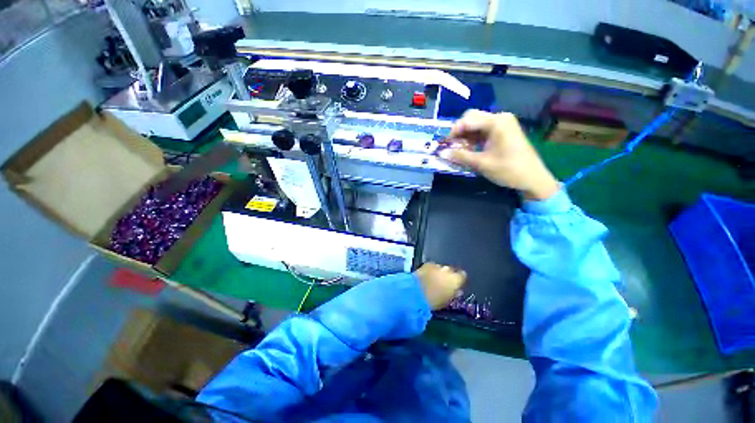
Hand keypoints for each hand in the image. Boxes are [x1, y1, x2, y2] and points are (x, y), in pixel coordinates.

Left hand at [414, 263, 466, 309]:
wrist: (417, 293)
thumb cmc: (435, 301)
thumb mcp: (448, 300)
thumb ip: (454, 293)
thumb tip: (457, 290)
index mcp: (456, 280)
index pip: (462, 275)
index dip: (458, 279)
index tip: (455, 284)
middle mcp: (448, 270)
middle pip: (450, 270)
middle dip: (447, 275)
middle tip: (442, 283)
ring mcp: (437, 265)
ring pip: (440, 268)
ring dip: (438, 272)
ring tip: (432, 279)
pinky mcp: (427, 264)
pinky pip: (431, 266)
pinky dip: (430, 270)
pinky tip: (426, 275)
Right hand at [439, 110, 559, 199]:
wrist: (533, 178)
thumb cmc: (509, 170)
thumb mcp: (482, 163)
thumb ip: (461, 156)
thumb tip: (443, 153)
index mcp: (497, 122)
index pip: (468, 120)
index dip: (453, 131)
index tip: (444, 145)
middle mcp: (500, 118)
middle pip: (472, 118)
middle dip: (459, 132)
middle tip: (451, 146)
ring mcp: (503, 124)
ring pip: (476, 124)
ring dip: (465, 136)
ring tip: (458, 150)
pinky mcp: (503, 132)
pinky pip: (483, 131)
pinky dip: (473, 139)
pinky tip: (469, 149)